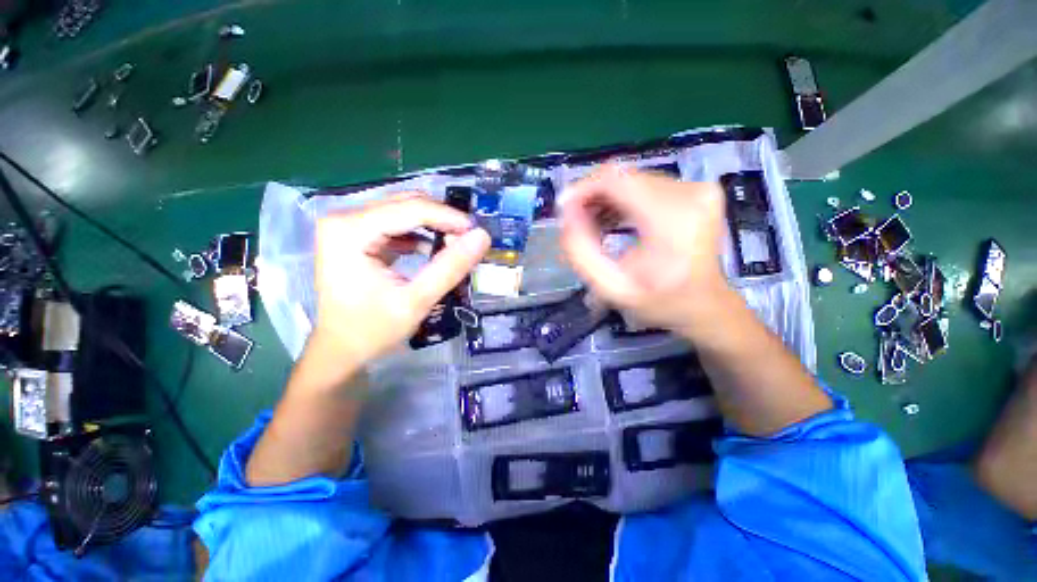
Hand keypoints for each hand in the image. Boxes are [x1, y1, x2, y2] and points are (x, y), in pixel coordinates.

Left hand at [310, 193, 489, 366]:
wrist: (340, 349)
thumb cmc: (372, 330)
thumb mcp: (416, 301)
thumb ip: (450, 268)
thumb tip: (482, 237)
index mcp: (349, 231)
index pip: (410, 209)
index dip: (448, 217)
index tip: (477, 232)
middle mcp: (344, 218)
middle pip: (406, 204)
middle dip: (441, 220)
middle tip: (466, 242)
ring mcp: (348, 225)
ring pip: (403, 210)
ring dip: (433, 225)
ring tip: (454, 246)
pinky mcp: (356, 234)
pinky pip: (396, 223)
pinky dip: (420, 233)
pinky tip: (434, 249)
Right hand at [560, 165, 731, 337]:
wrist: (703, 304)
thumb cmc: (658, 301)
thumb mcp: (610, 287)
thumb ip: (580, 252)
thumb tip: (565, 213)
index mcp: (672, 219)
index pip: (615, 179)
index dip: (583, 188)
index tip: (563, 208)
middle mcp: (690, 193)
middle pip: (623, 177)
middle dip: (592, 196)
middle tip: (575, 223)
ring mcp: (697, 188)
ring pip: (633, 179)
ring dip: (606, 199)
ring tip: (592, 226)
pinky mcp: (697, 189)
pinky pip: (646, 184)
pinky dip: (624, 200)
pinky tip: (612, 221)